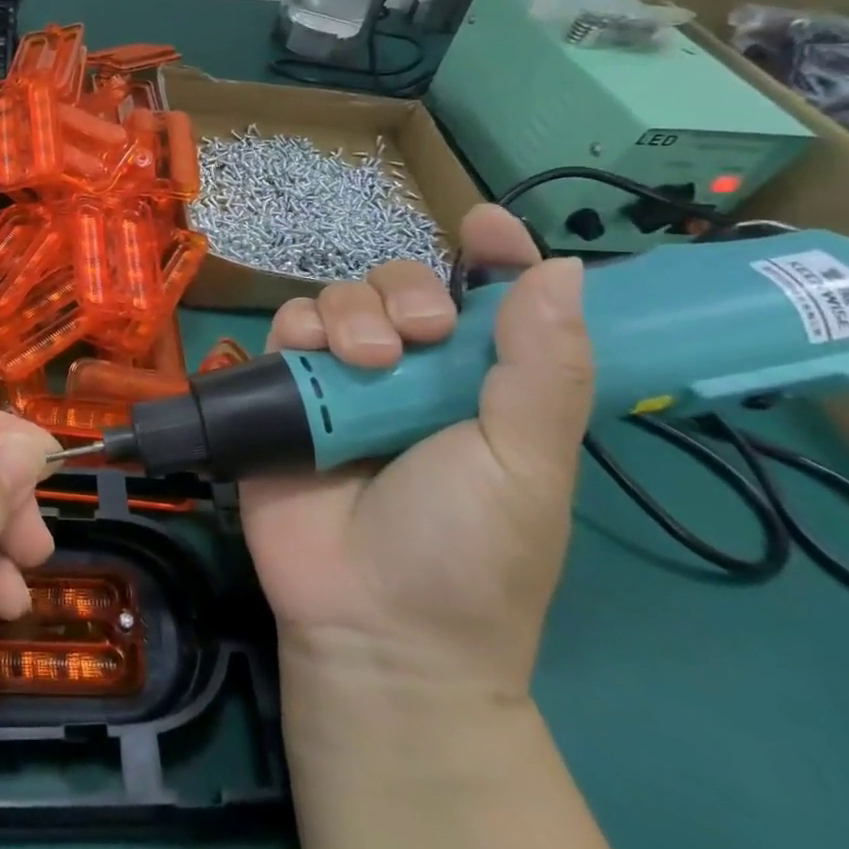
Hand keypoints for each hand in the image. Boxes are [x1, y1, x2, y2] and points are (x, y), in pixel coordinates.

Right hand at [241, 204, 592, 700]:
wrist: (373, 624)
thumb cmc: (469, 549)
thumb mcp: (526, 463)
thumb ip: (544, 368)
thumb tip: (564, 267)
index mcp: (481, 384)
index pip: (491, 298)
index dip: (493, 254)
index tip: (485, 224)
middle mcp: (411, 373)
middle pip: (401, 285)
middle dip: (406, 292)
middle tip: (419, 338)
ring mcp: (343, 382)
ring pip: (339, 298)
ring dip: (351, 311)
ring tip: (361, 361)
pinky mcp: (286, 394)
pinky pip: (285, 331)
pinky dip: (296, 329)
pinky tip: (308, 357)